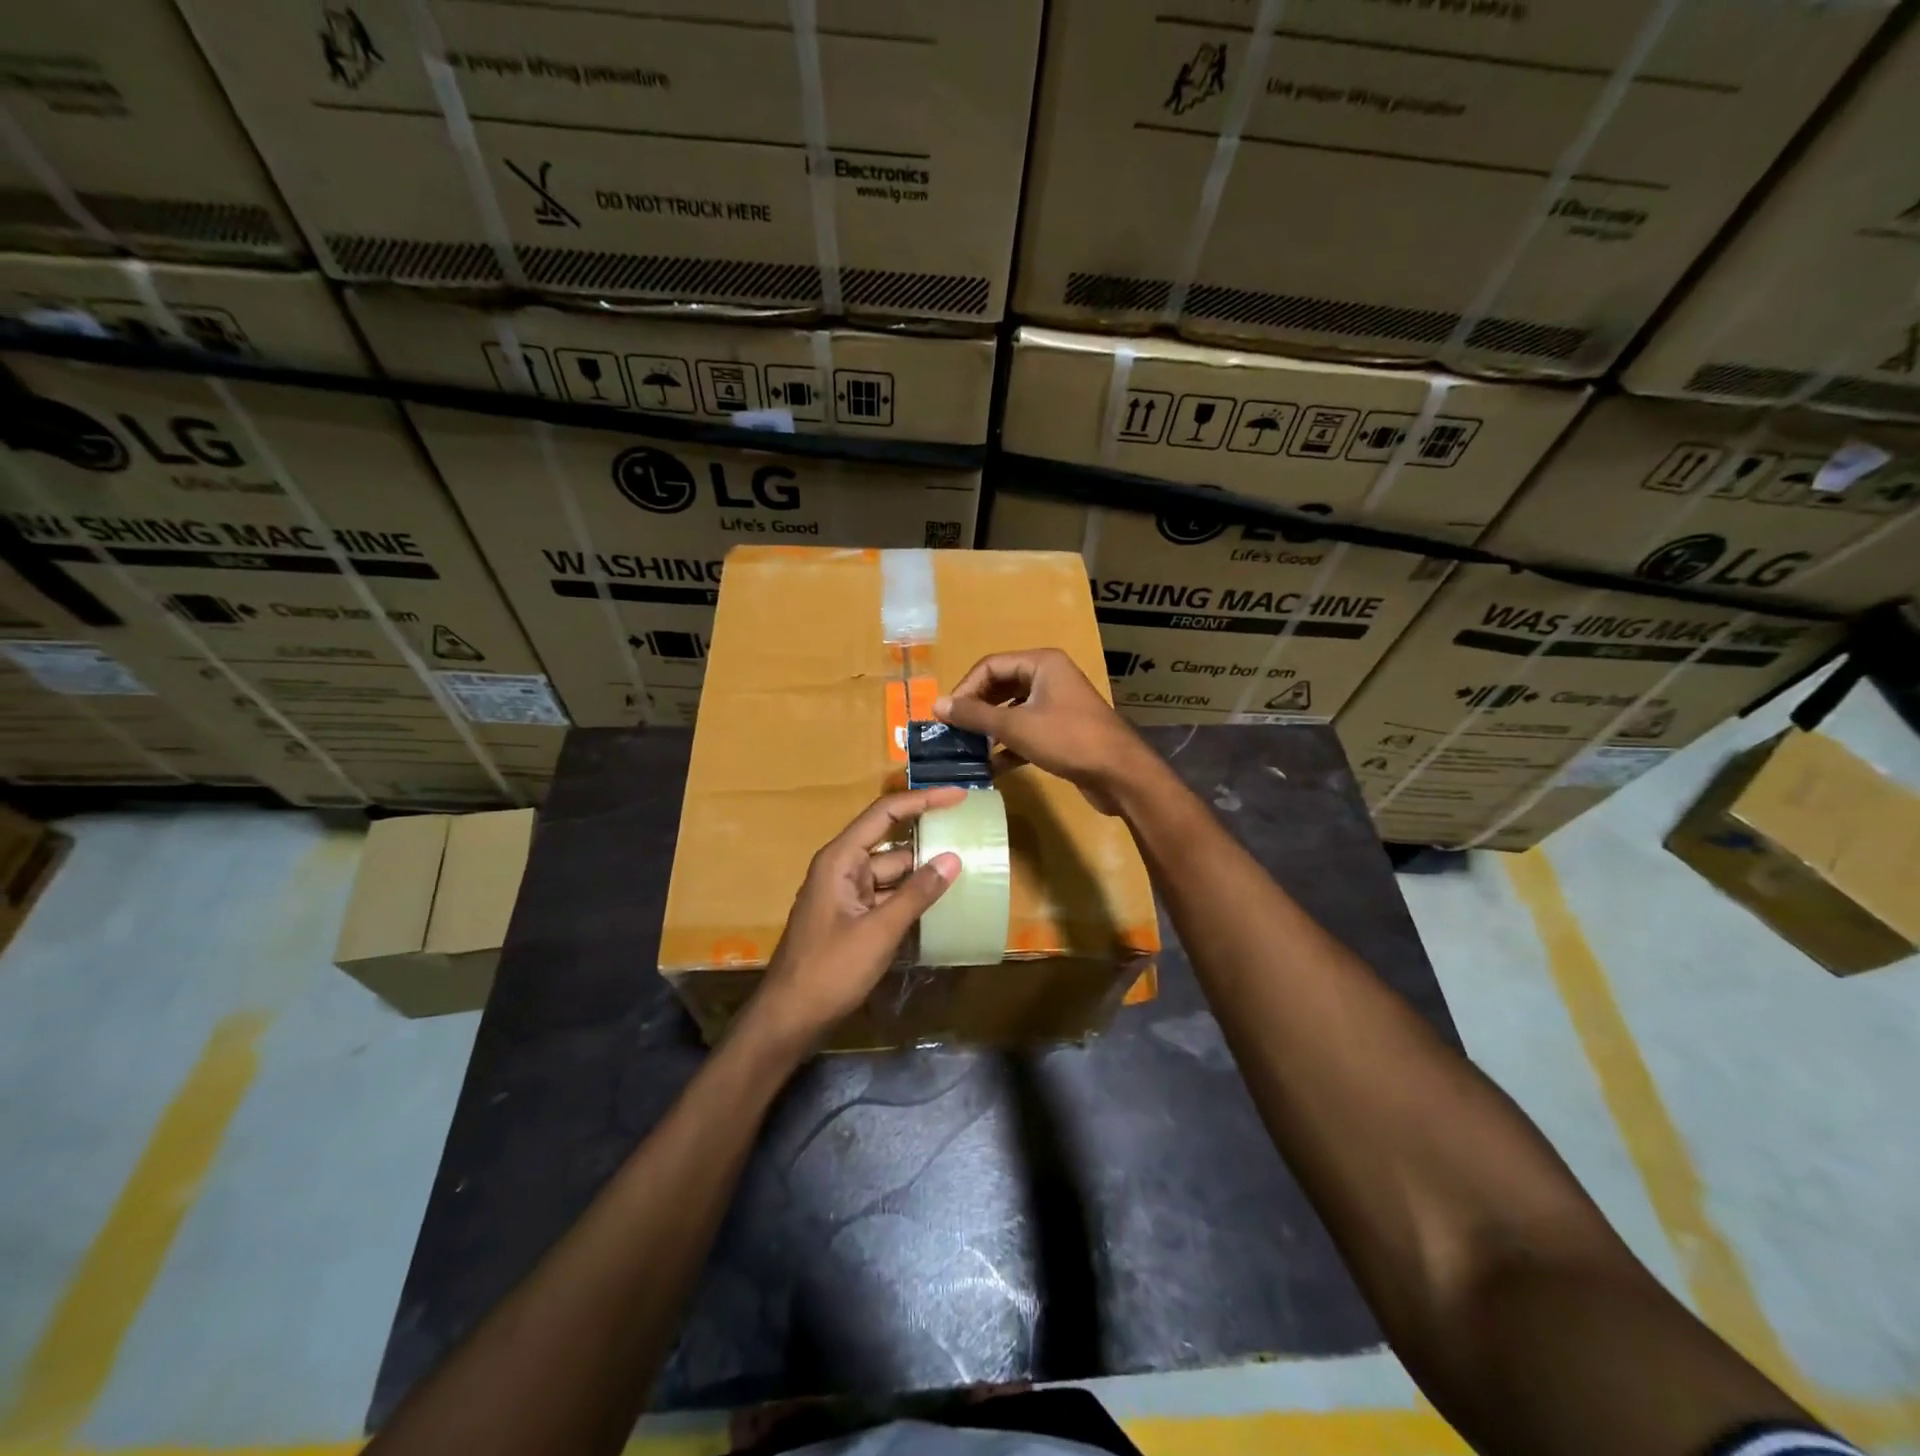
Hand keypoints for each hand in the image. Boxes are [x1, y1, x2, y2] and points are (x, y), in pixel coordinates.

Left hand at [751, 788, 964, 1045]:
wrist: (789, 1019)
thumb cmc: (830, 970)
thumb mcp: (879, 931)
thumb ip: (917, 893)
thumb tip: (953, 858)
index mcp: (840, 859)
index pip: (885, 814)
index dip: (923, 801)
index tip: (958, 796)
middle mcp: (842, 869)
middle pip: (891, 844)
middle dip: (928, 841)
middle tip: (970, 836)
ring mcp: (845, 895)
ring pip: (891, 874)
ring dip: (922, 874)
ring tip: (966, 870)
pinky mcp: (851, 919)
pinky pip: (886, 898)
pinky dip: (910, 899)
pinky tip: (940, 905)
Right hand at [934, 648, 1157, 814]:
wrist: (1120, 775)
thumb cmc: (1068, 740)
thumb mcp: (1016, 726)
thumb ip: (975, 715)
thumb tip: (936, 704)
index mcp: (1042, 663)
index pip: (990, 666)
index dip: (965, 688)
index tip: (946, 715)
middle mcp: (1050, 677)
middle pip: (1000, 686)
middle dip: (976, 709)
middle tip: (953, 732)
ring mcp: (1057, 705)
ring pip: (1012, 711)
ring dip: (990, 730)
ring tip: (967, 749)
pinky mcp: (1061, 731)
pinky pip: (1026, 731)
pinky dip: (1008, 746)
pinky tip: (991, 767)